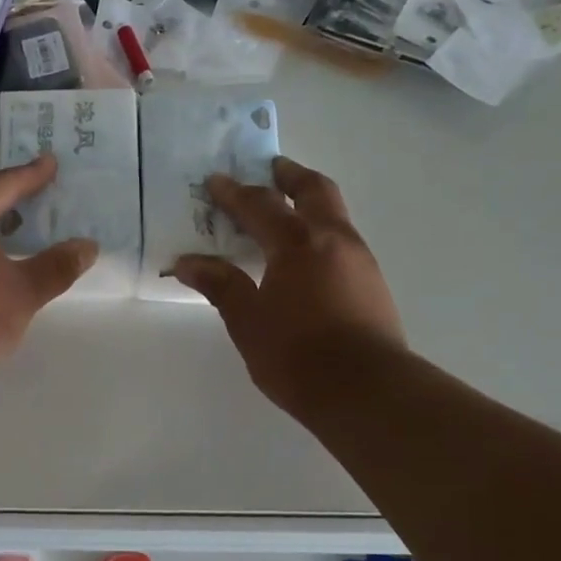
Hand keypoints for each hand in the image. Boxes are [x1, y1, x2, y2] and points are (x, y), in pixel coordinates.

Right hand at [171, 157, 405, 416]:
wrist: (366, 392)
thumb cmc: (297, 355)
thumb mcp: (248, 321)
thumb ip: (221, 285)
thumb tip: (187, 262)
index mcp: (297, 244)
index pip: (261, 205)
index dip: (235, 193)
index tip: (215, 181)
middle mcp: (333, 240)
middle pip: (314, 191)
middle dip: (290, 176)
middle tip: (271, 168)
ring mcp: (360, 260)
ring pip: (335, 214)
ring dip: (310, 203)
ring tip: (286, 211)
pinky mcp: (373, 283)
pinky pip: (343, 240)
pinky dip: (321, 232)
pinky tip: (307, 256)